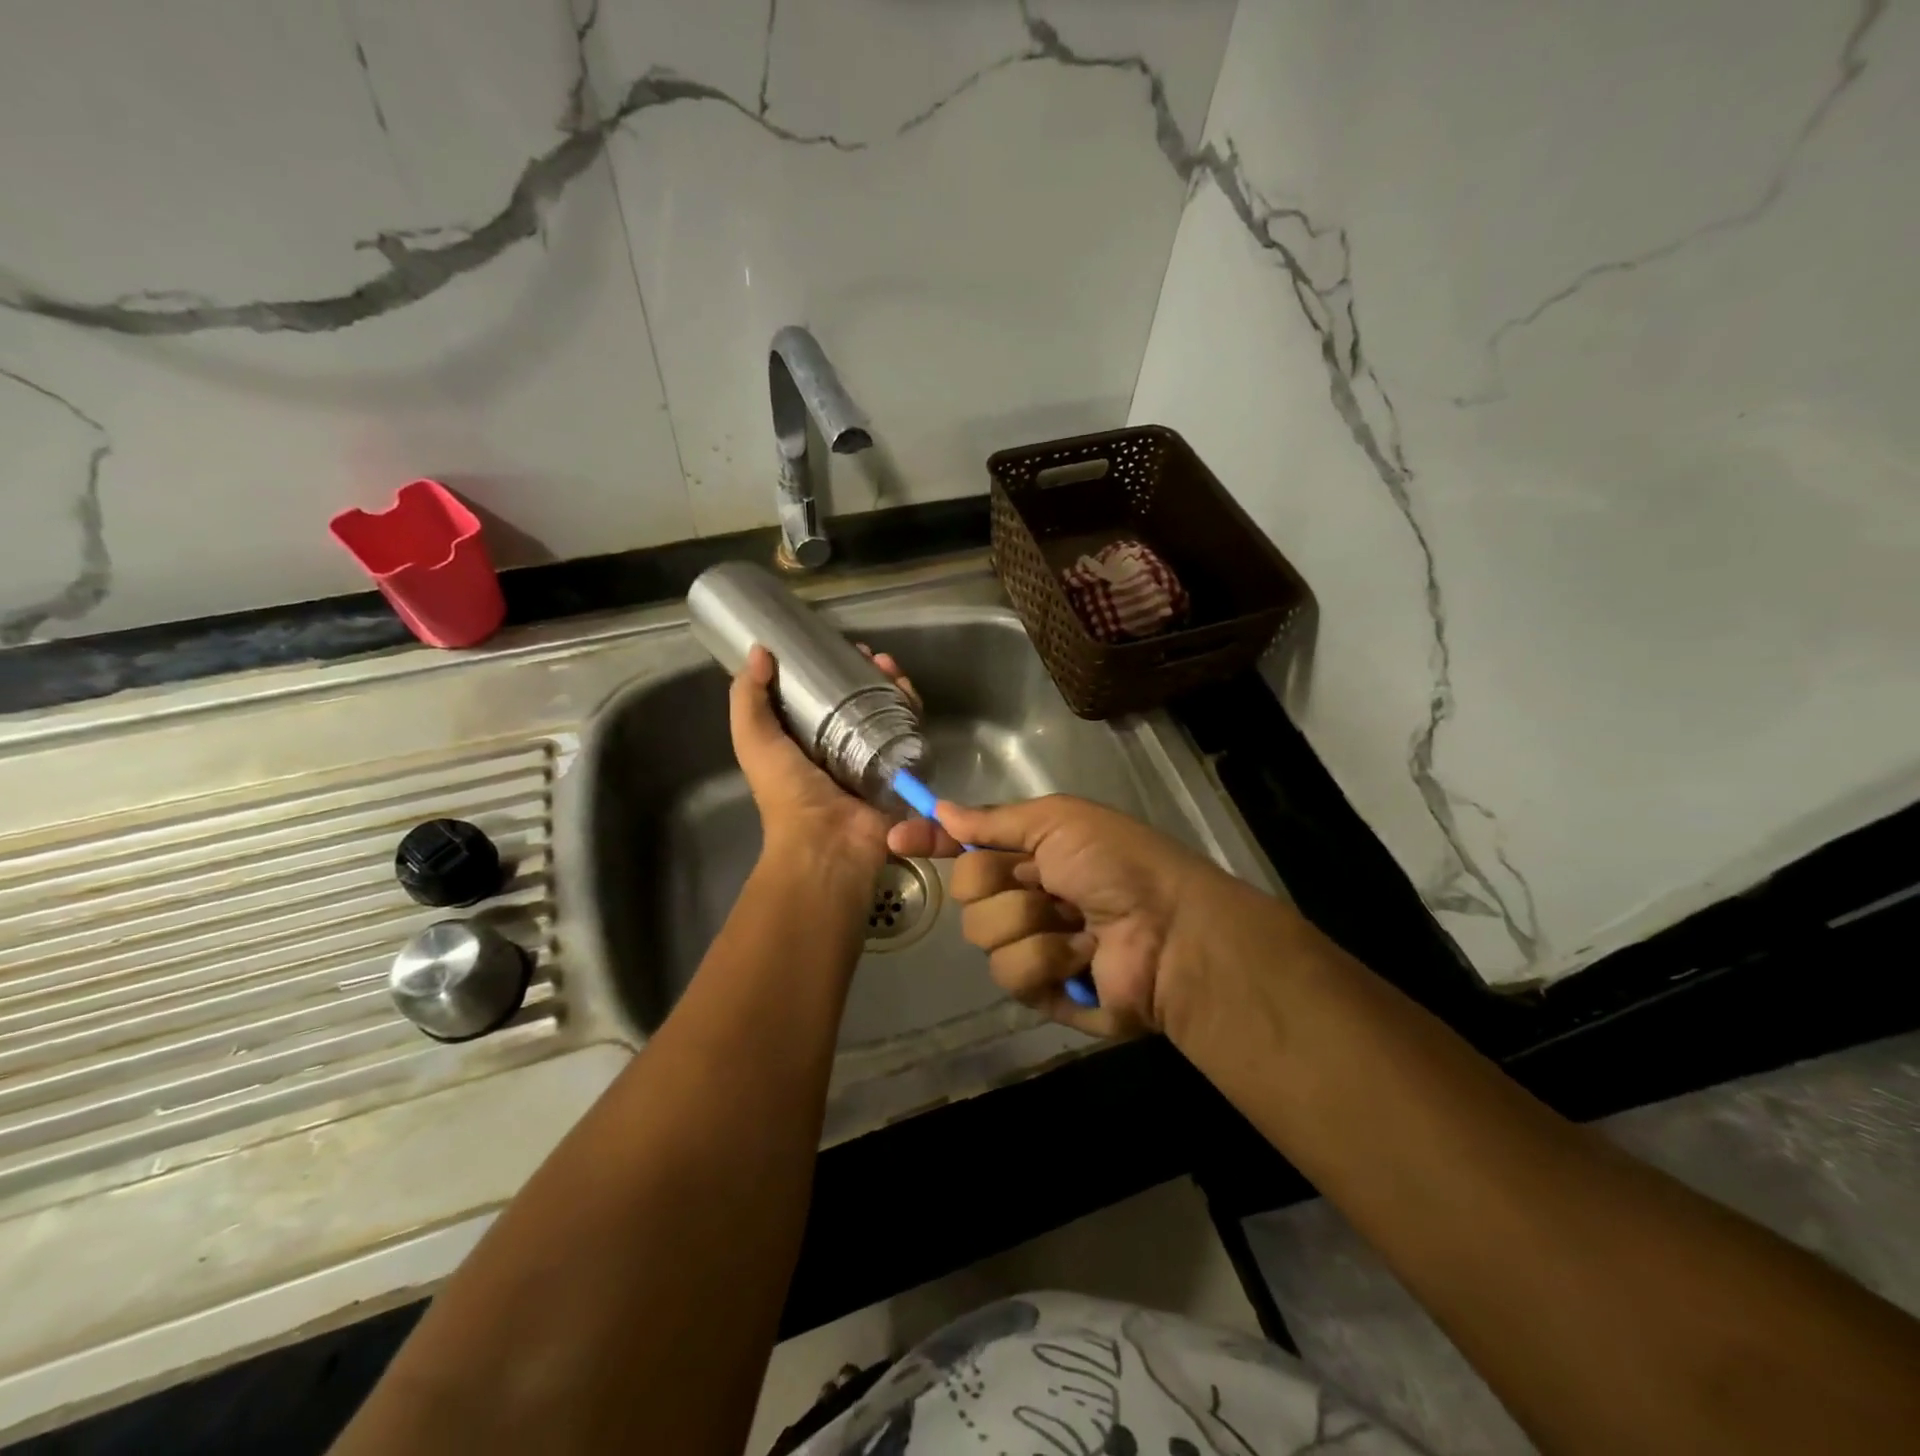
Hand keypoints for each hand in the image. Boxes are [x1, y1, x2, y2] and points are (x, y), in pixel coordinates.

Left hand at [730, 645, 896, 877]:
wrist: (829, 844)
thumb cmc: (788, 793)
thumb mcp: (755, 742)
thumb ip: (749, 700)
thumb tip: (759, 651)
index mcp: (806, 740)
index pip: (823, 694)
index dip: (831, 669)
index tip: (839, 649)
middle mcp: (842, 746)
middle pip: (861, 698)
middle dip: (868, 674)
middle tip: (874, 657)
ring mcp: (875, 757)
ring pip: (889, 711)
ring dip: (893, 686)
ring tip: (892, 669)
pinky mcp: (901, 768)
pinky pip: (911, 733)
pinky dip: (912, 710)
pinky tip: (910, 694)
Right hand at [902, 795, 1239, 1036]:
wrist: (1170, 931)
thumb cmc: (1117, 864)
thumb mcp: (1059, 820)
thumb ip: (995, 820)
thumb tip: (942, 810)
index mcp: (1031, 853)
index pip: (968, 846)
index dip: (934, 840)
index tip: (899, 837)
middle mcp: (1026, 896)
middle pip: (966, 889)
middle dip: (999, 881)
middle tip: (1043, 879)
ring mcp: (1031, 944)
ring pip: (982, 933)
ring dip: (1031, 922)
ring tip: (1078, 923)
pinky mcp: (1040, 990)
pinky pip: (1010, 972)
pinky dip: (1048, 958)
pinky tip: (1084, 955)